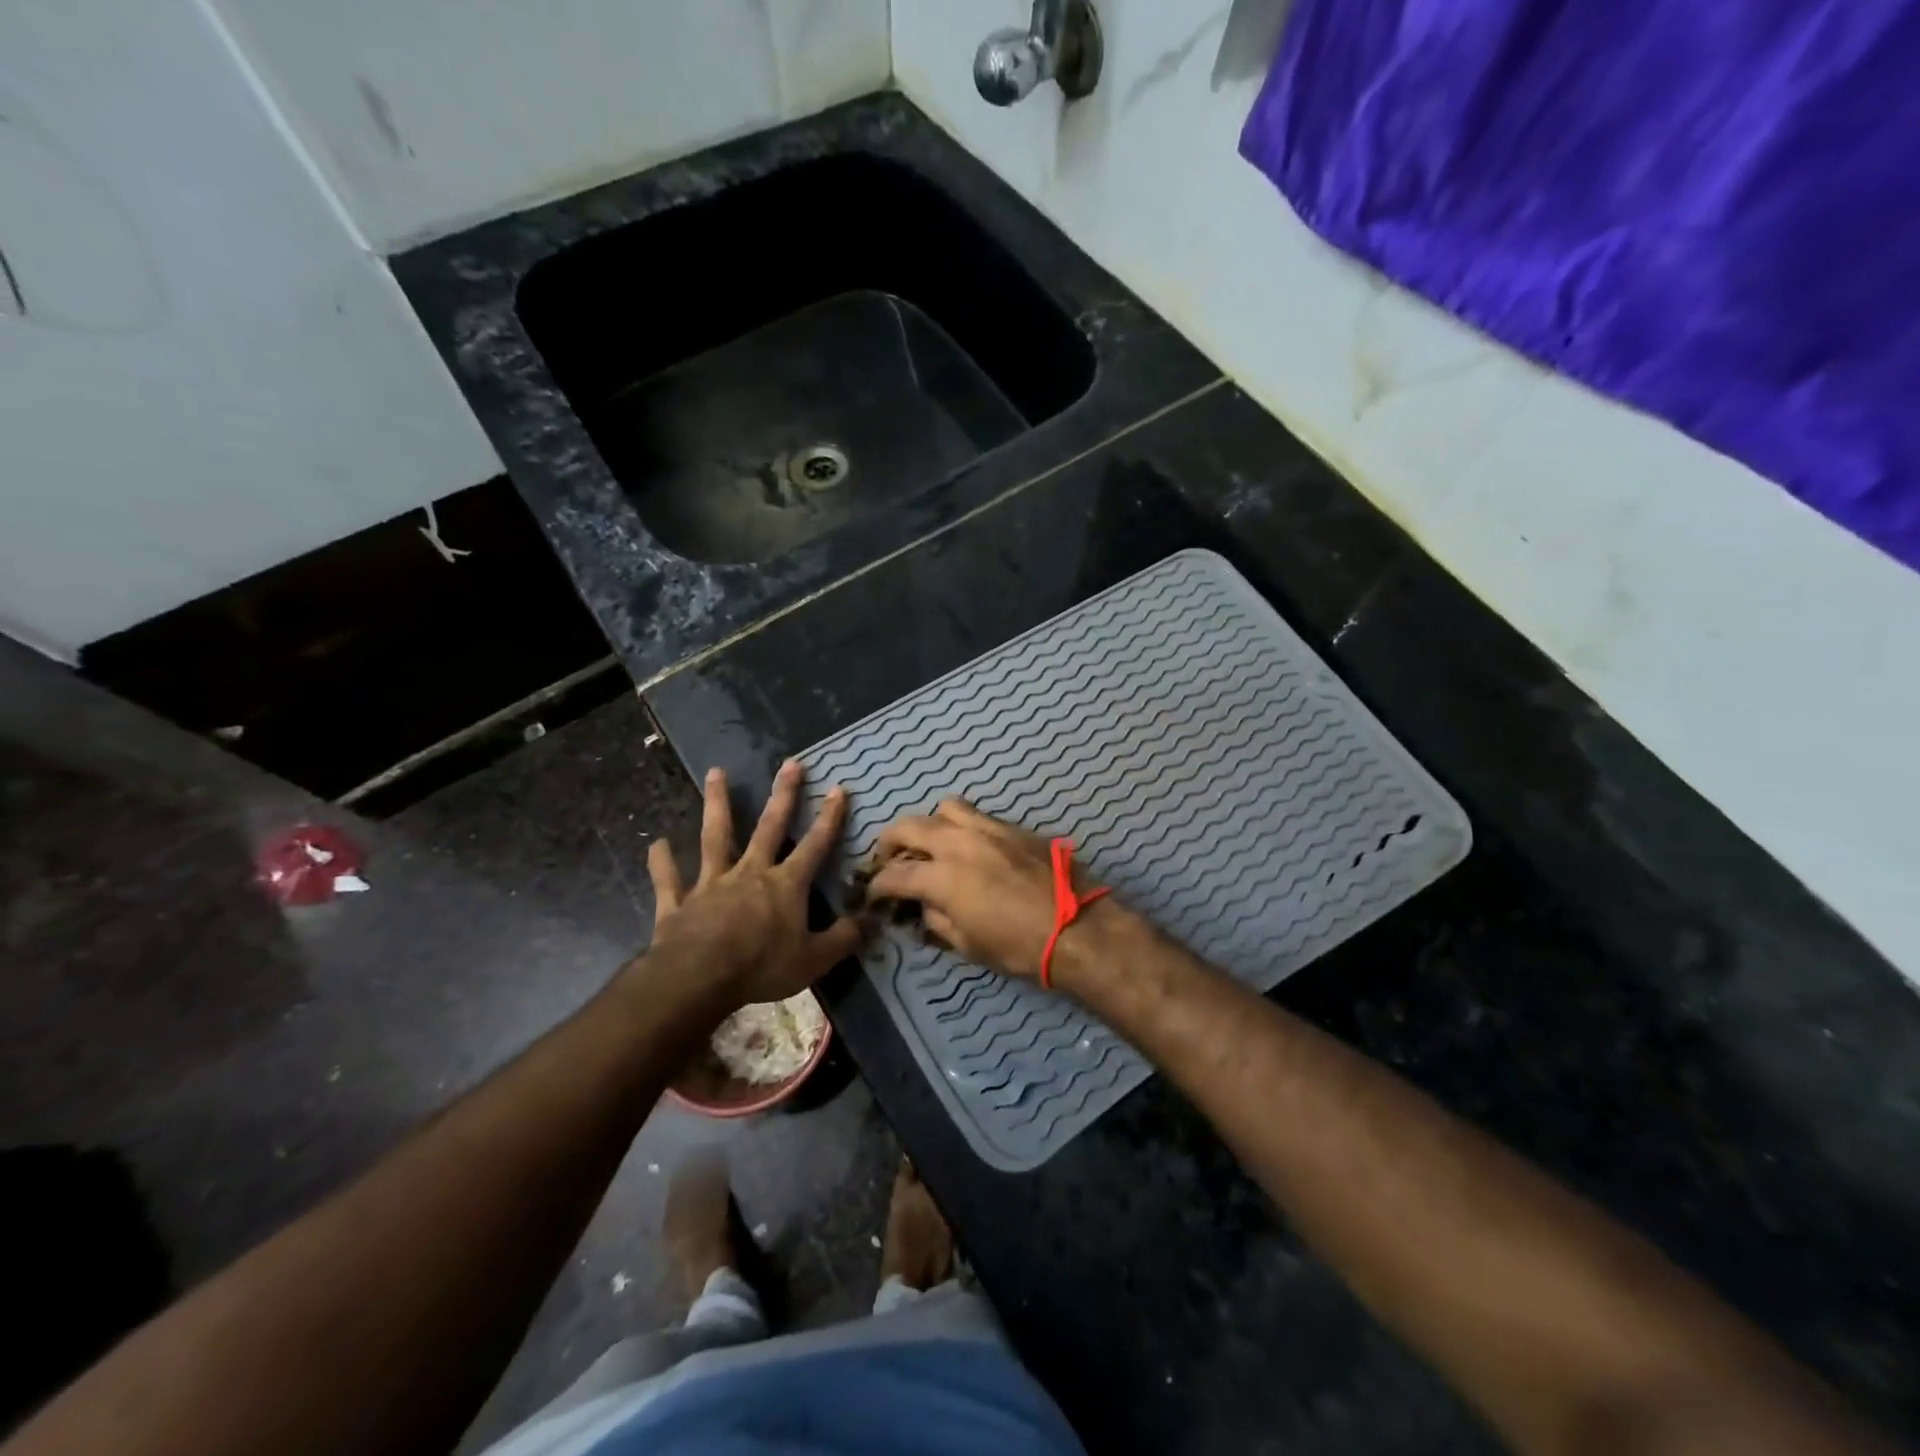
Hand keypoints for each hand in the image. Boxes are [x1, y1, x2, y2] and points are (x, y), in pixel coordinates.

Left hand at [641, 759, 860, 1010]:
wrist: (697, 978)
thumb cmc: (761, 967)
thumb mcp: (814, 960)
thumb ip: (843, 938)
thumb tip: (869, 919)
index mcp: (785, 885)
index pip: (815, 845)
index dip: (830, 818)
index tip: (838, 787)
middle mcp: (750, 873)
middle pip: (769, 827)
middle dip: (783, 794)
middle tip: (791, 763)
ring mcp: (711, 883)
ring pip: (715, 837)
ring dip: (717, 804)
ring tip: (715, 773)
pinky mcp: (679, 902)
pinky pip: (669, 879)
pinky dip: (662, 861)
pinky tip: (657, 843)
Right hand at [867, 799, 1118, 981]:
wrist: (1077, 927)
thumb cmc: (1018, 946)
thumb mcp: (967, 944)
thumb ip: (936, 919)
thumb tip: (923, 907)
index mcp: (942, 876)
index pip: (894, 874)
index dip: (877, 886)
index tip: (874, 895)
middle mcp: (958, 842)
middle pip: (909, 827)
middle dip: (890, 843)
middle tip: (889, 860)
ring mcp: (988, 828)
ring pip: (945, 808)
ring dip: (930, 825)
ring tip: (932, 844)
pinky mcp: (1013, 827)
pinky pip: (977, 815)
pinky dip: (962, 826)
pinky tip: (969, 846)